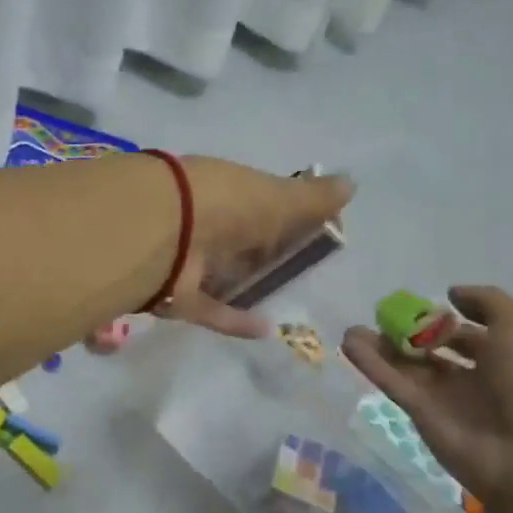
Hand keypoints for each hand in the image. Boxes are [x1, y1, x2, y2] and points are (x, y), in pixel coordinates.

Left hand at [162, 158, 353, 338]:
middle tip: (298, 268)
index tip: (318, 230)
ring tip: (280, 299)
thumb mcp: (277, 196)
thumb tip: (351, 183)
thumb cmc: (226, 204)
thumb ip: (312, 197)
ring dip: (245, 283)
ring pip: (221, 271)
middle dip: (263, 250)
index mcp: (227, 188)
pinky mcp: (176, 294)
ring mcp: (186, 257)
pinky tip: (263, 329)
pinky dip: (234, 319)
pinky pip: (209, 308)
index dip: (289, 213)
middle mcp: (204, 219)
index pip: (263, 199)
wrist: (161, 229)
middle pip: (240, 237)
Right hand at [341, 285, 512, 501]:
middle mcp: (475, 376)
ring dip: (381, 345)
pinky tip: (349, 342)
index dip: (449, 318)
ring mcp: (445, 396)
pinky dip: (370, 362)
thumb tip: (452, 294)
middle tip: (384, 315)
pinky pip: (392, 381)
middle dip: (410, 331)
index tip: (423, 304)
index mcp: (505, 356)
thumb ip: (487, 301)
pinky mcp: (420, 412)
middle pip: (434, 349)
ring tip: (353, 328)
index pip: (470, 333)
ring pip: (407, 364)